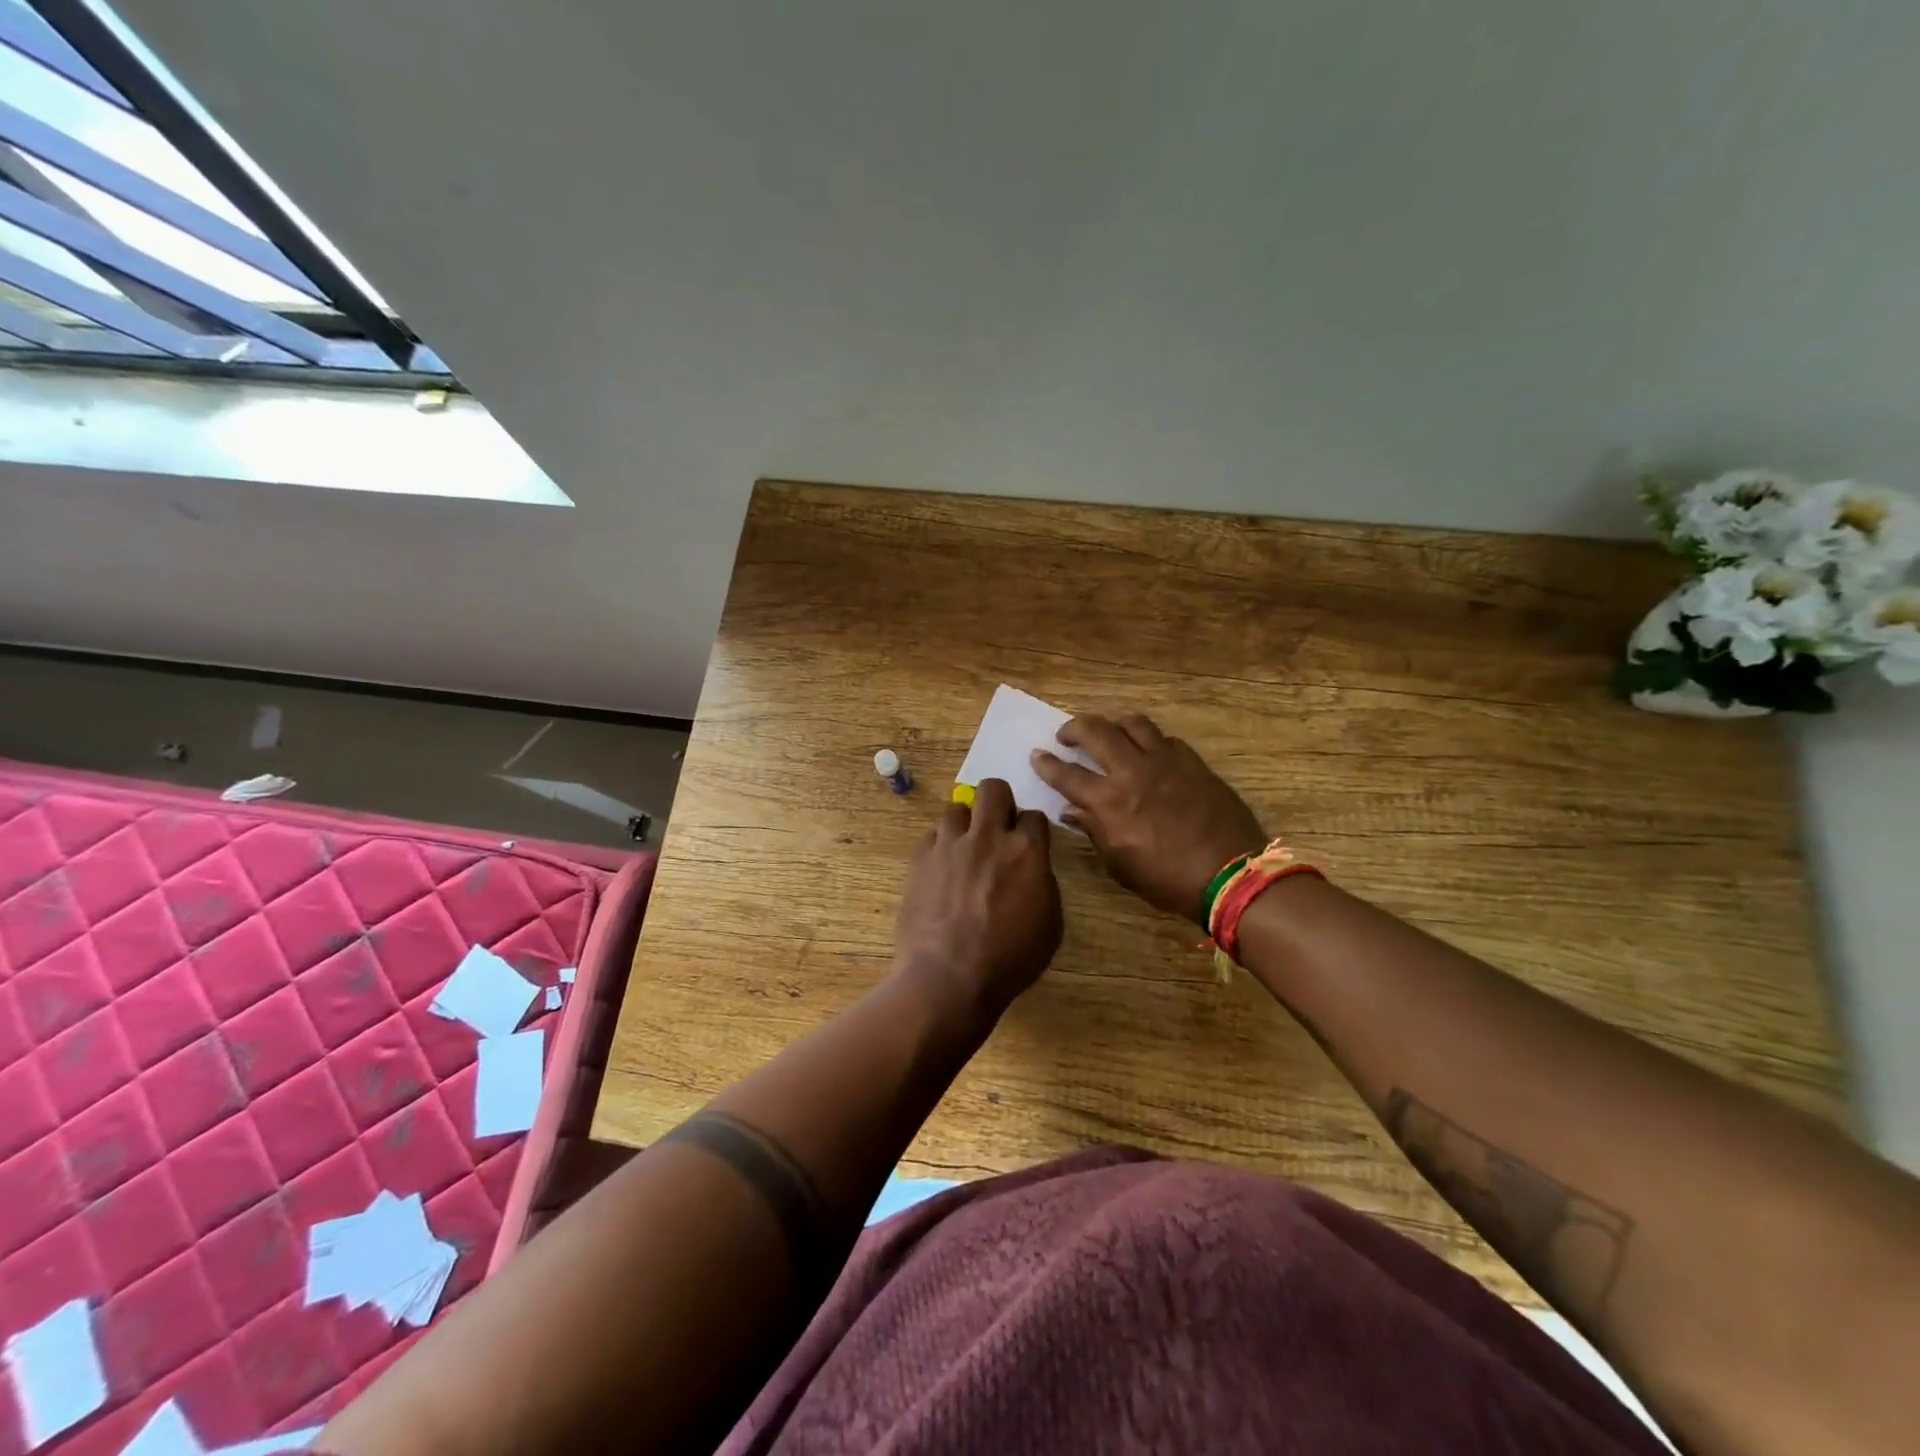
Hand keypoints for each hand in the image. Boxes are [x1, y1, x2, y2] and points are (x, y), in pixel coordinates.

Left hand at [893, 778, 1062, 1024]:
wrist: (949, 978)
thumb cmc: (1009, 960)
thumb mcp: (1049, 925)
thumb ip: (1042, 883)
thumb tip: (1031, 869)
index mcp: (1026, 851)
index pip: (1034, 815)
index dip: (1032, 828)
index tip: (1028, 841)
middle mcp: (987, 837)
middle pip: (993, 789)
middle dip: (998, 800)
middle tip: (997, 825)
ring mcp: (949, 845)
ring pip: (956, 809)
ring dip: (965, 824)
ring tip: (964, 848)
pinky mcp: (919, 859)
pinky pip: (931, 836)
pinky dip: (939, 847)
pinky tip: (941, 868)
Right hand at [1032, 713, 1266, 922]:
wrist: (1231, 875)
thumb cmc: (1167, 879)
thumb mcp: (1120, 864)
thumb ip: (1094, 830)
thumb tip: (1072, 811)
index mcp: (1109, 801)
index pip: (1067, 774)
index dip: (1047, 763)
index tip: (1037, 755)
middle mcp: (1133, 771)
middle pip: (1096, 731)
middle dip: (1074, 728)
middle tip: (1066, 735)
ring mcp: (1166, 762)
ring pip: (1133, 723)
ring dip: (1113, 724)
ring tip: (1108, 733)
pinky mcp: (1193, 762)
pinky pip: (1165, 739)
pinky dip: (1149, 741)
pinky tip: (1149, 753)